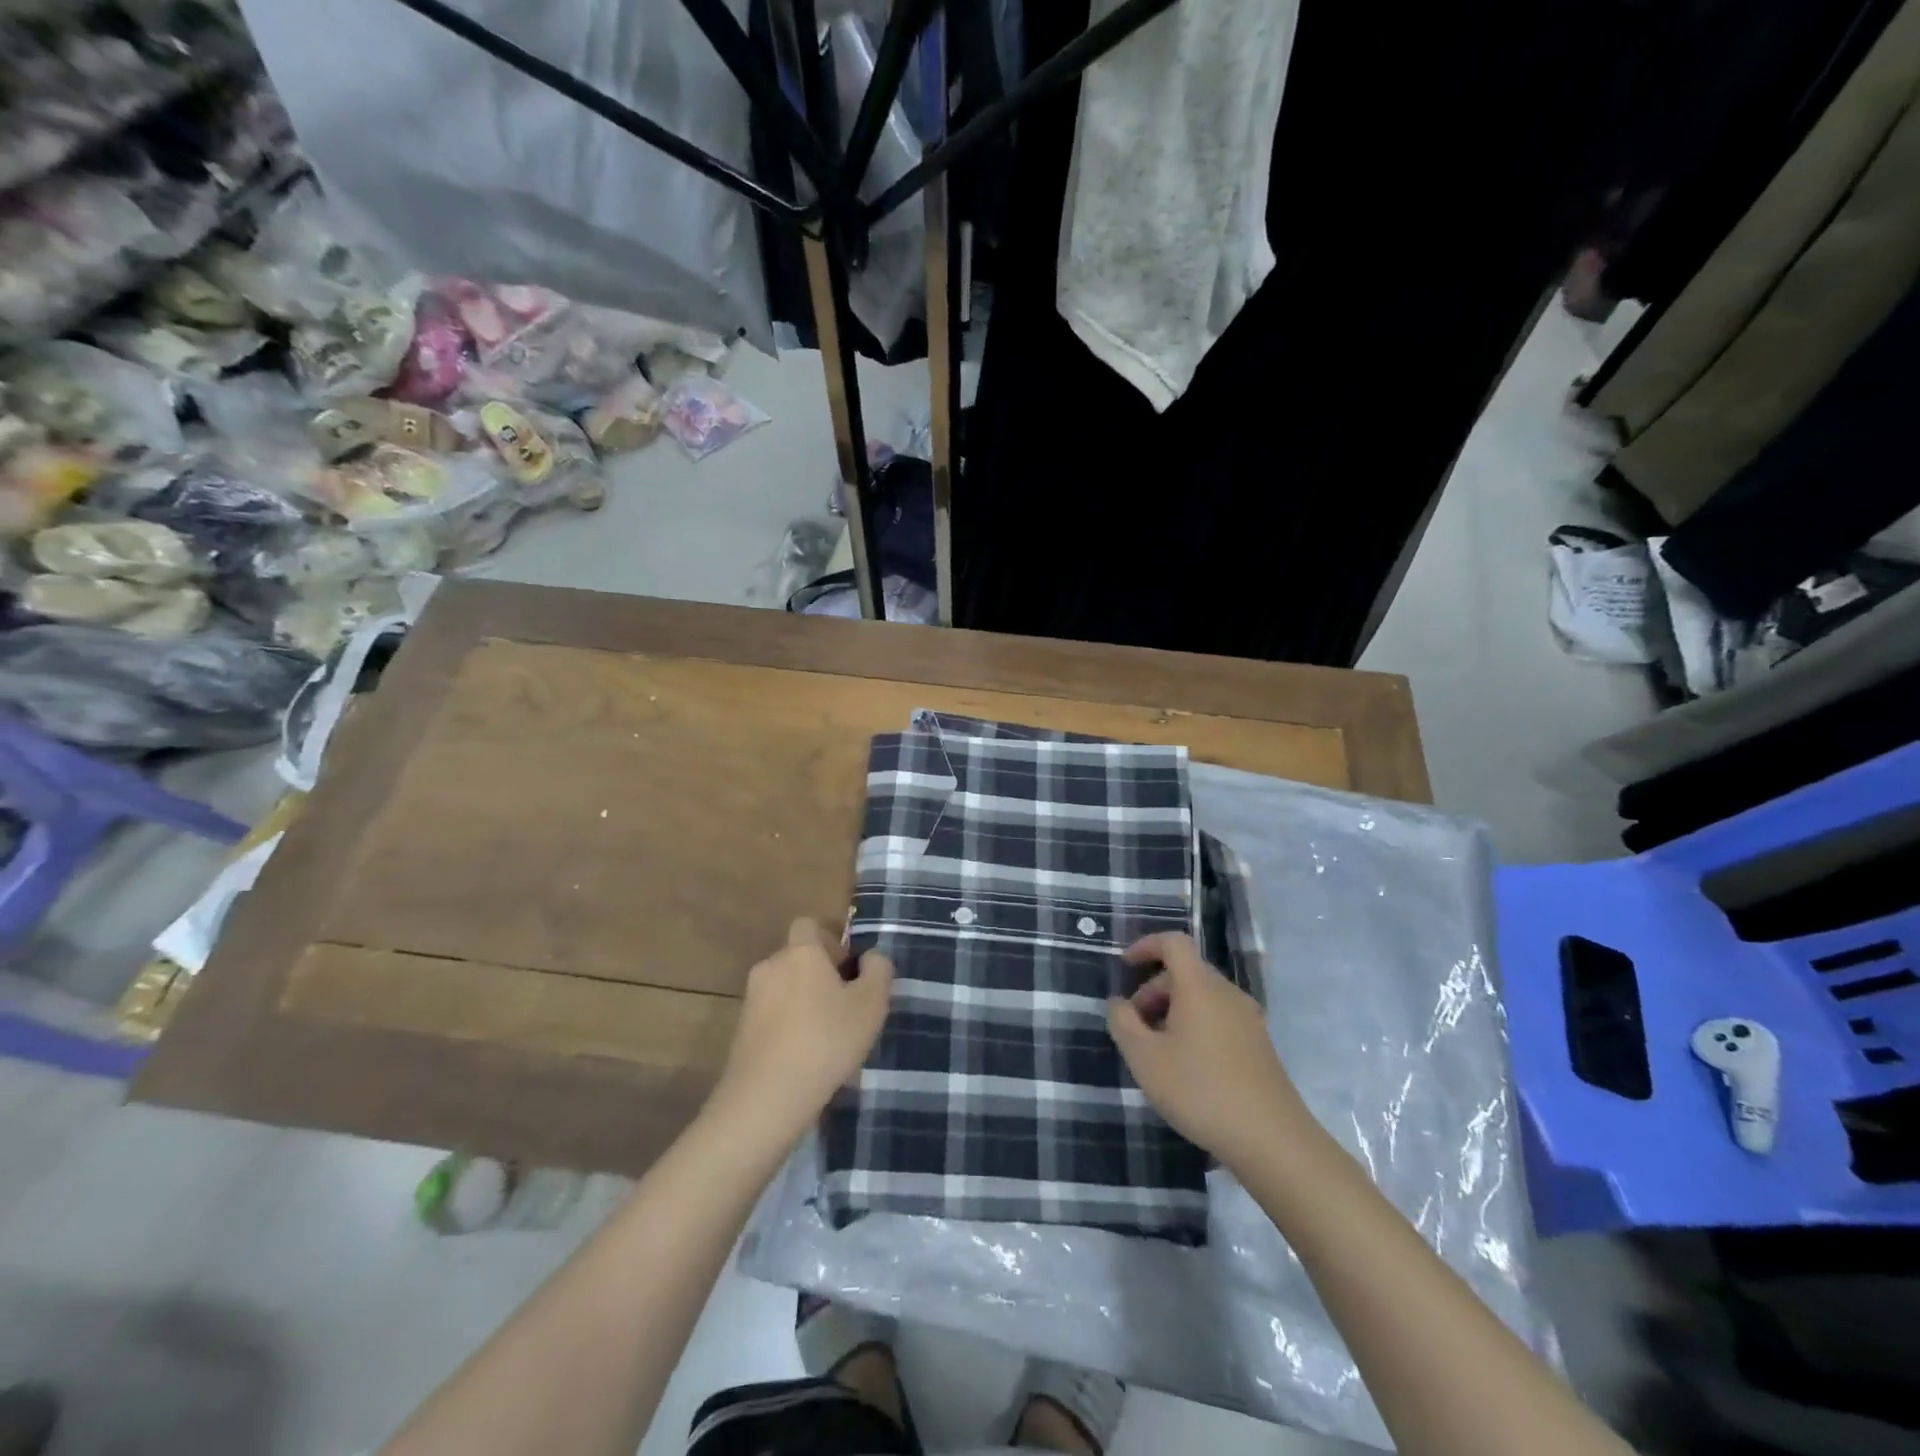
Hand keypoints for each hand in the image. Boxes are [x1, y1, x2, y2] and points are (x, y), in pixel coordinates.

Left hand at [705, 918, 893, 1153]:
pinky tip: (804, 1057)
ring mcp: (751, 999)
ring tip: (826, 1037)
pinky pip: (771, 1016)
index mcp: (800, 952)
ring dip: (803, 1002)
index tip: (848, 970)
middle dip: (819, 975)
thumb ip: (878, 971)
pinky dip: (787, 1026)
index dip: (830, 941)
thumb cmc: (826, 1041)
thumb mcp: (871, 1005)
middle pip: (797, 958)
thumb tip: (871, 957)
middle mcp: (770, 966)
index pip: (808, 925)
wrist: (766, 1098)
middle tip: (845, 1007)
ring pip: (784, 988)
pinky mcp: (740, 1031)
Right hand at [1107, 932, 1310, 1173]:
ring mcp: (1249, 1019)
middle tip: (1134, 1024)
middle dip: (1154, 989)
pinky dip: (1196, 1025)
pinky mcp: (1260, 1045)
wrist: (1272, 1140)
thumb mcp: (1145, 1058)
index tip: (1125, 966)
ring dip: (1174, 1010)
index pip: (1174, 942)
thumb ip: (1123, 1022)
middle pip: (1186, 972)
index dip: (1146, 945)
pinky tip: (1187, 1066)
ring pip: (1203, 997)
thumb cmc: (1200, 1090)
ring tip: (1157, 1049)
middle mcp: (1227, 993)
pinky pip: (1219, 1017)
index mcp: (1199, 986)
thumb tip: (1119, 1003)